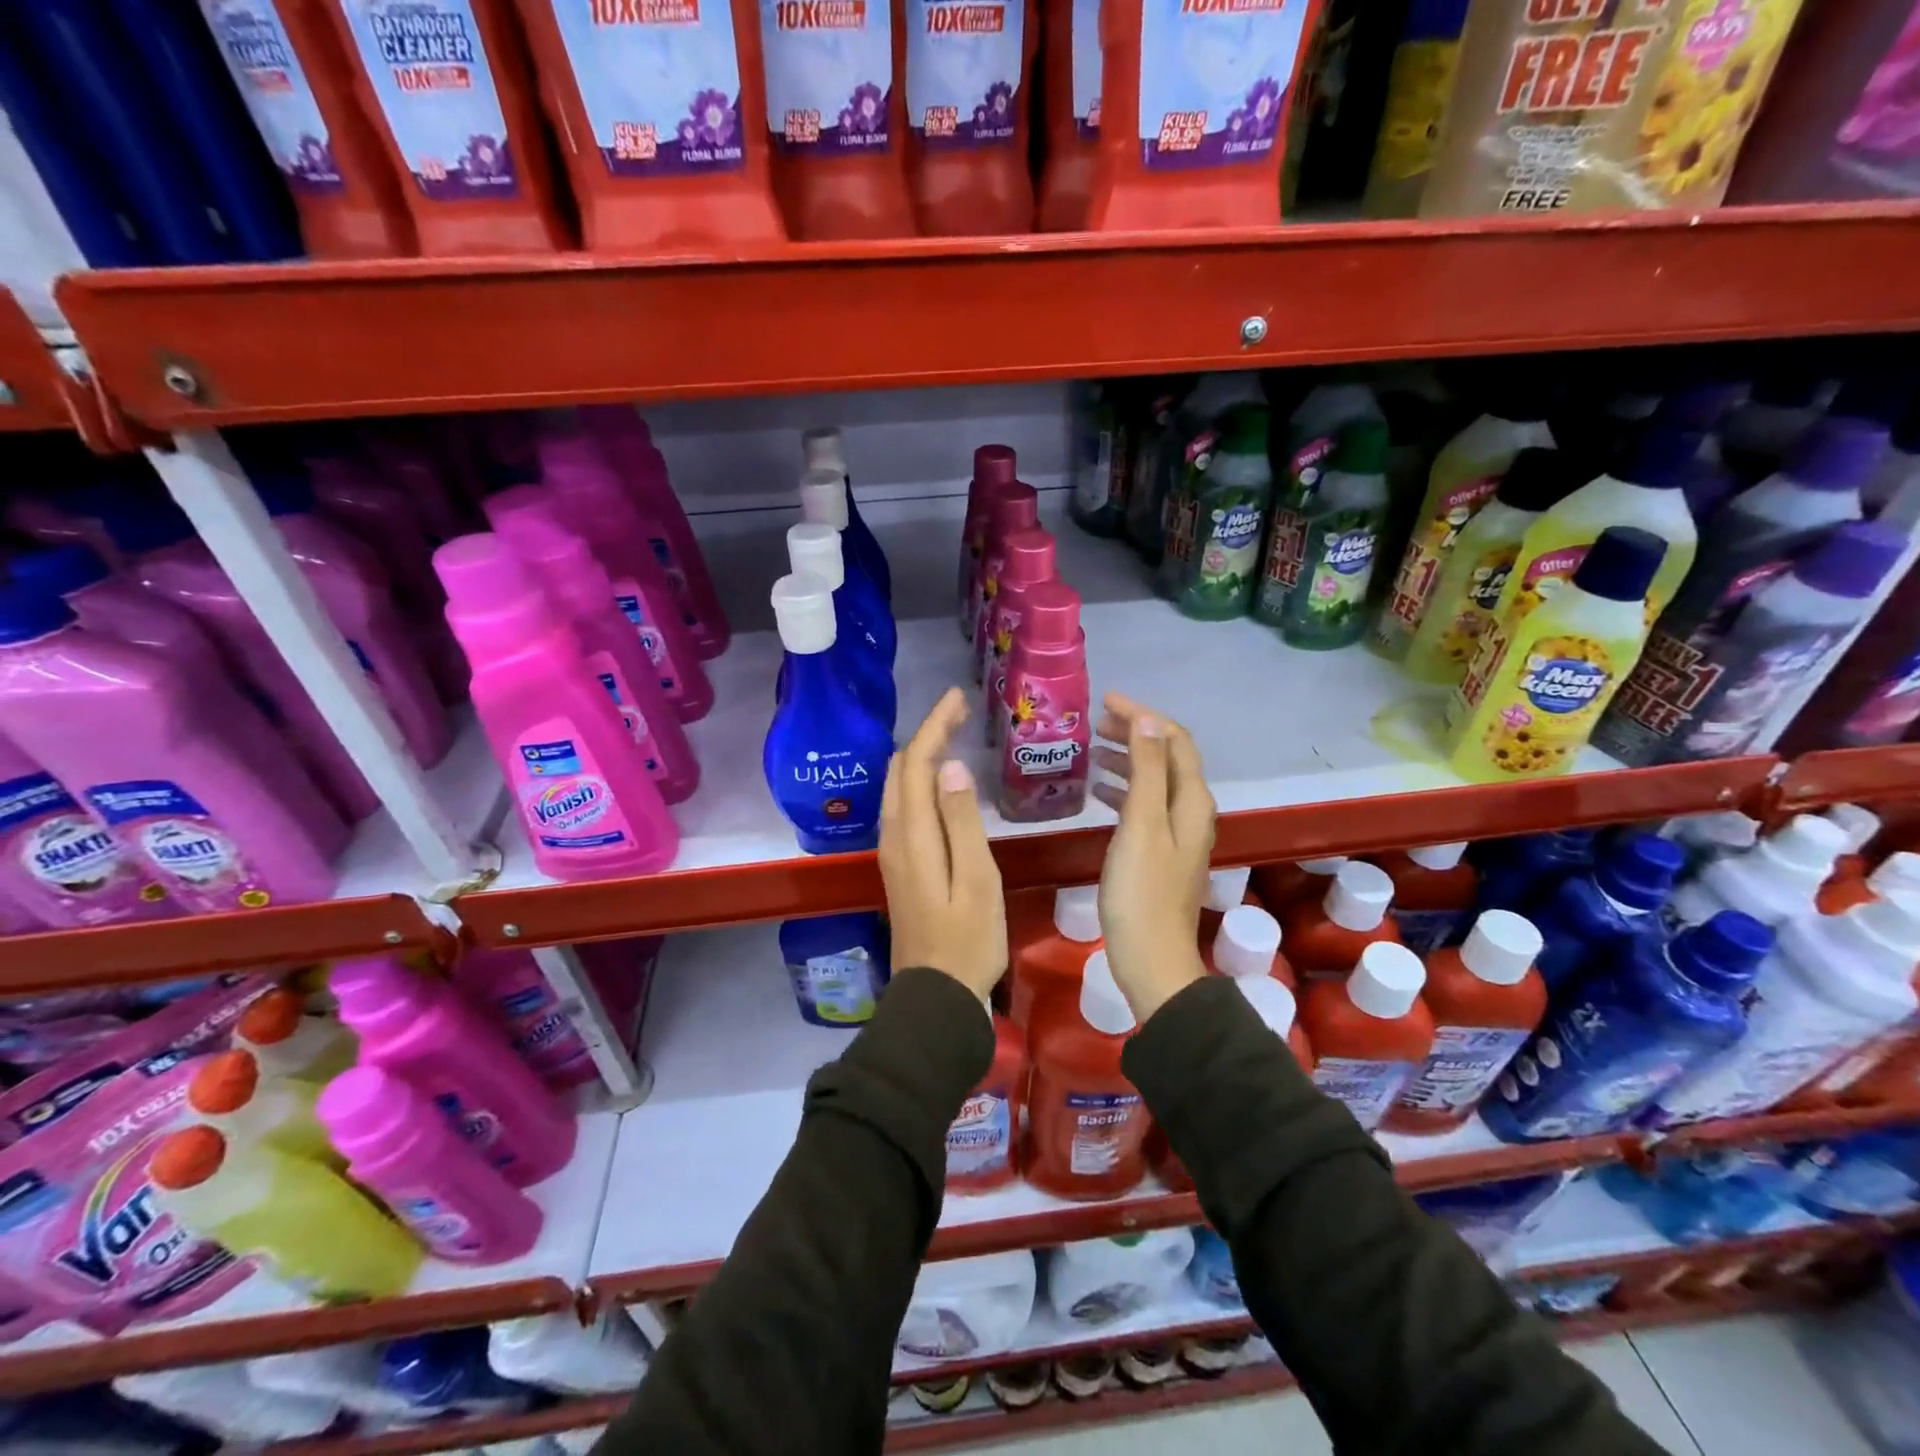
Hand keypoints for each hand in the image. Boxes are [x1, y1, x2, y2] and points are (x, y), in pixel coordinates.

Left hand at [879, 687, 1007, 1001]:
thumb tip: (950, 768)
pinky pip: (903, 806)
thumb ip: (962, 822)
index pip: (917, 764)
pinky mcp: (900, 866)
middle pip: (902, 770)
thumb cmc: (967, 941)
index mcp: (912, 835)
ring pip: (899, 787)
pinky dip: (919, 780)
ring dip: (921, 756)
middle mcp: (893, 836)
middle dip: (927, 734)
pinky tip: (939, 782)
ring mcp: (892, 852)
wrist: (936, 995)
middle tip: (959, 712)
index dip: (935, 726)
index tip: (958, 697)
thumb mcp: (977, 880)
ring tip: (951, 735)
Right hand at [1092, 692, 1214, 1021]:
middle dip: (1134, 733)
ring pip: (1154, 781)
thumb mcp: (1142, 824)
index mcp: (1190, 800)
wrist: (1151, 958)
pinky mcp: (1160, 853)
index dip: (1143, 716)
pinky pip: (1143, 806)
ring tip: (1091, 750)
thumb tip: (1147, 720)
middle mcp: (1190, 811)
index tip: (1105, 701)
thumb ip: (1147, 770)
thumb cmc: (1141, 891)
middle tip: (1094, 723)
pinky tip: (1097, 792)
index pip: (1174, 740)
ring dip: (1126, 760)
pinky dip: (1122, 790)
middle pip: (1166, 758)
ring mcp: (1176, 834)